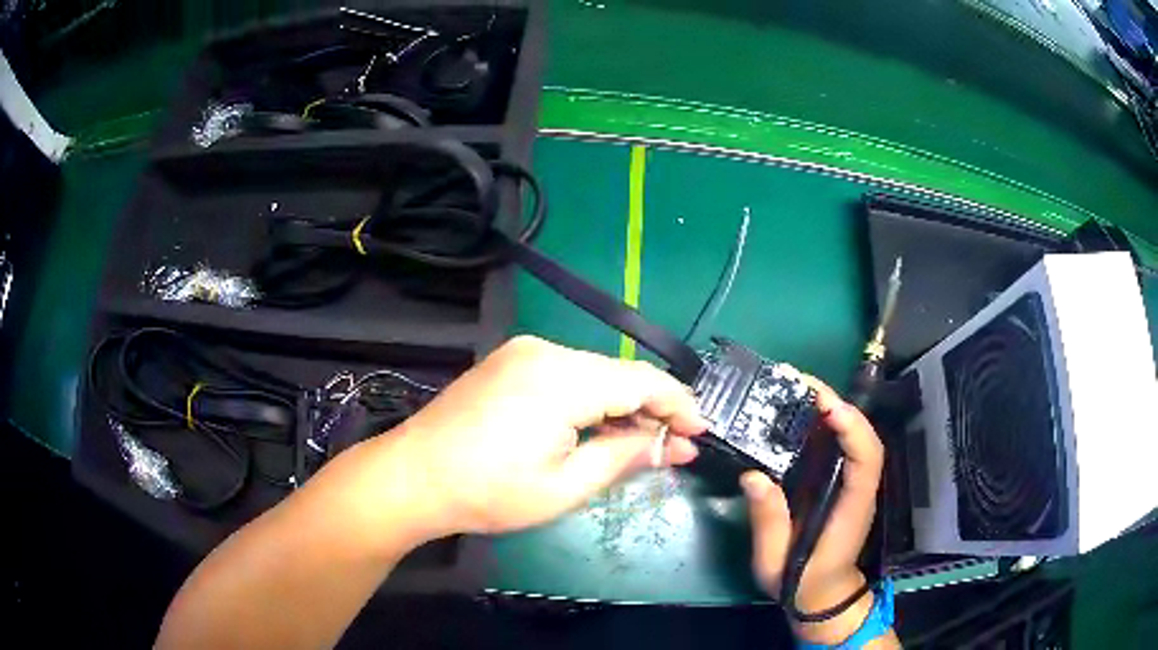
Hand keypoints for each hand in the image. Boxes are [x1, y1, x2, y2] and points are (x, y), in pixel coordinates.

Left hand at [386, 335, 708, 536]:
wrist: (413, 476)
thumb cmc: (488, 492)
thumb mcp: (565, 486)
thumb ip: (623, 458)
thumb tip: (668, 444)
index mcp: (562, 377)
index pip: (642, 381)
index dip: (679, 404)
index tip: (700, 432)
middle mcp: (545, 350)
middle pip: (619, 375)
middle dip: (651, 410)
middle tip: (674, 448)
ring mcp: (523, 352)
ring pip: (594, 374)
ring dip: (622, 406)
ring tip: (641, 443)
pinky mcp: (509, 362)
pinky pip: (567, 375)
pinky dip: (591, 400)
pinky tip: (598, 427)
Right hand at [741, 376, 884, 643]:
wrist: (821, 597)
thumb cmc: (800, 583)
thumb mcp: (775, 562)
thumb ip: (769, 522)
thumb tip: (754, 476)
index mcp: (851, 509)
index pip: (867, 459)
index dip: (853, 428)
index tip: (827, 406)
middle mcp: (859, 490)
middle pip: (864, 438)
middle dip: (838, 406)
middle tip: (800, 383)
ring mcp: (853, 486)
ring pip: (854, 439)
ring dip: (832, 410)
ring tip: (797, 390)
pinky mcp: (842, 486)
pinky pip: (842, 449)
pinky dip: (826, 427)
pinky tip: (801, 417)